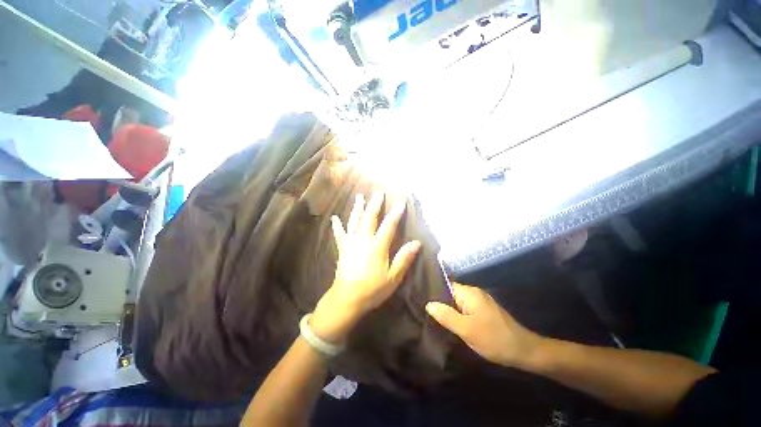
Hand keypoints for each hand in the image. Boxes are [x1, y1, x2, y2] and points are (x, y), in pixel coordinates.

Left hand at [310, 192, 421, 343]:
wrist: (347, 299)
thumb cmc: (373, 289)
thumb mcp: (393, 277)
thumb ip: (404, 259)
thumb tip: (417, 243)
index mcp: (377, 247)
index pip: (388, 226)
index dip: (395, 213)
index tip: (401, 202)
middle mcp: (363, 240)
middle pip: (370, 218)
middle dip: (375, 204)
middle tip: (378, 192)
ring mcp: (351, 243)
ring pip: (355, 221)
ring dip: (358, 208)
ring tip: (359, 197)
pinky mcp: (343, 249)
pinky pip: (339, 234)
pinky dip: (337, 225)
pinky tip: (334, 218)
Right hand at [425, 283, 542, 368]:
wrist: (524, 351)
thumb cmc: (493, 339)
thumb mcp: (466, 329)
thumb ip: (446, 316)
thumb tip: (428, 304)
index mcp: (469, 293)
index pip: (445, 286)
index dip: (433, 293)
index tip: (421, 302)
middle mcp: (474, 293)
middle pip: (450, 293)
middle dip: (440, 303)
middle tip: (426, 313)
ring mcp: (480, 302)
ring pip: (457, 302)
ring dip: (448, 310)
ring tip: (434, 318)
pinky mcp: (483, 311)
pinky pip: (465, 308)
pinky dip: (457, 314)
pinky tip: (451, 323)